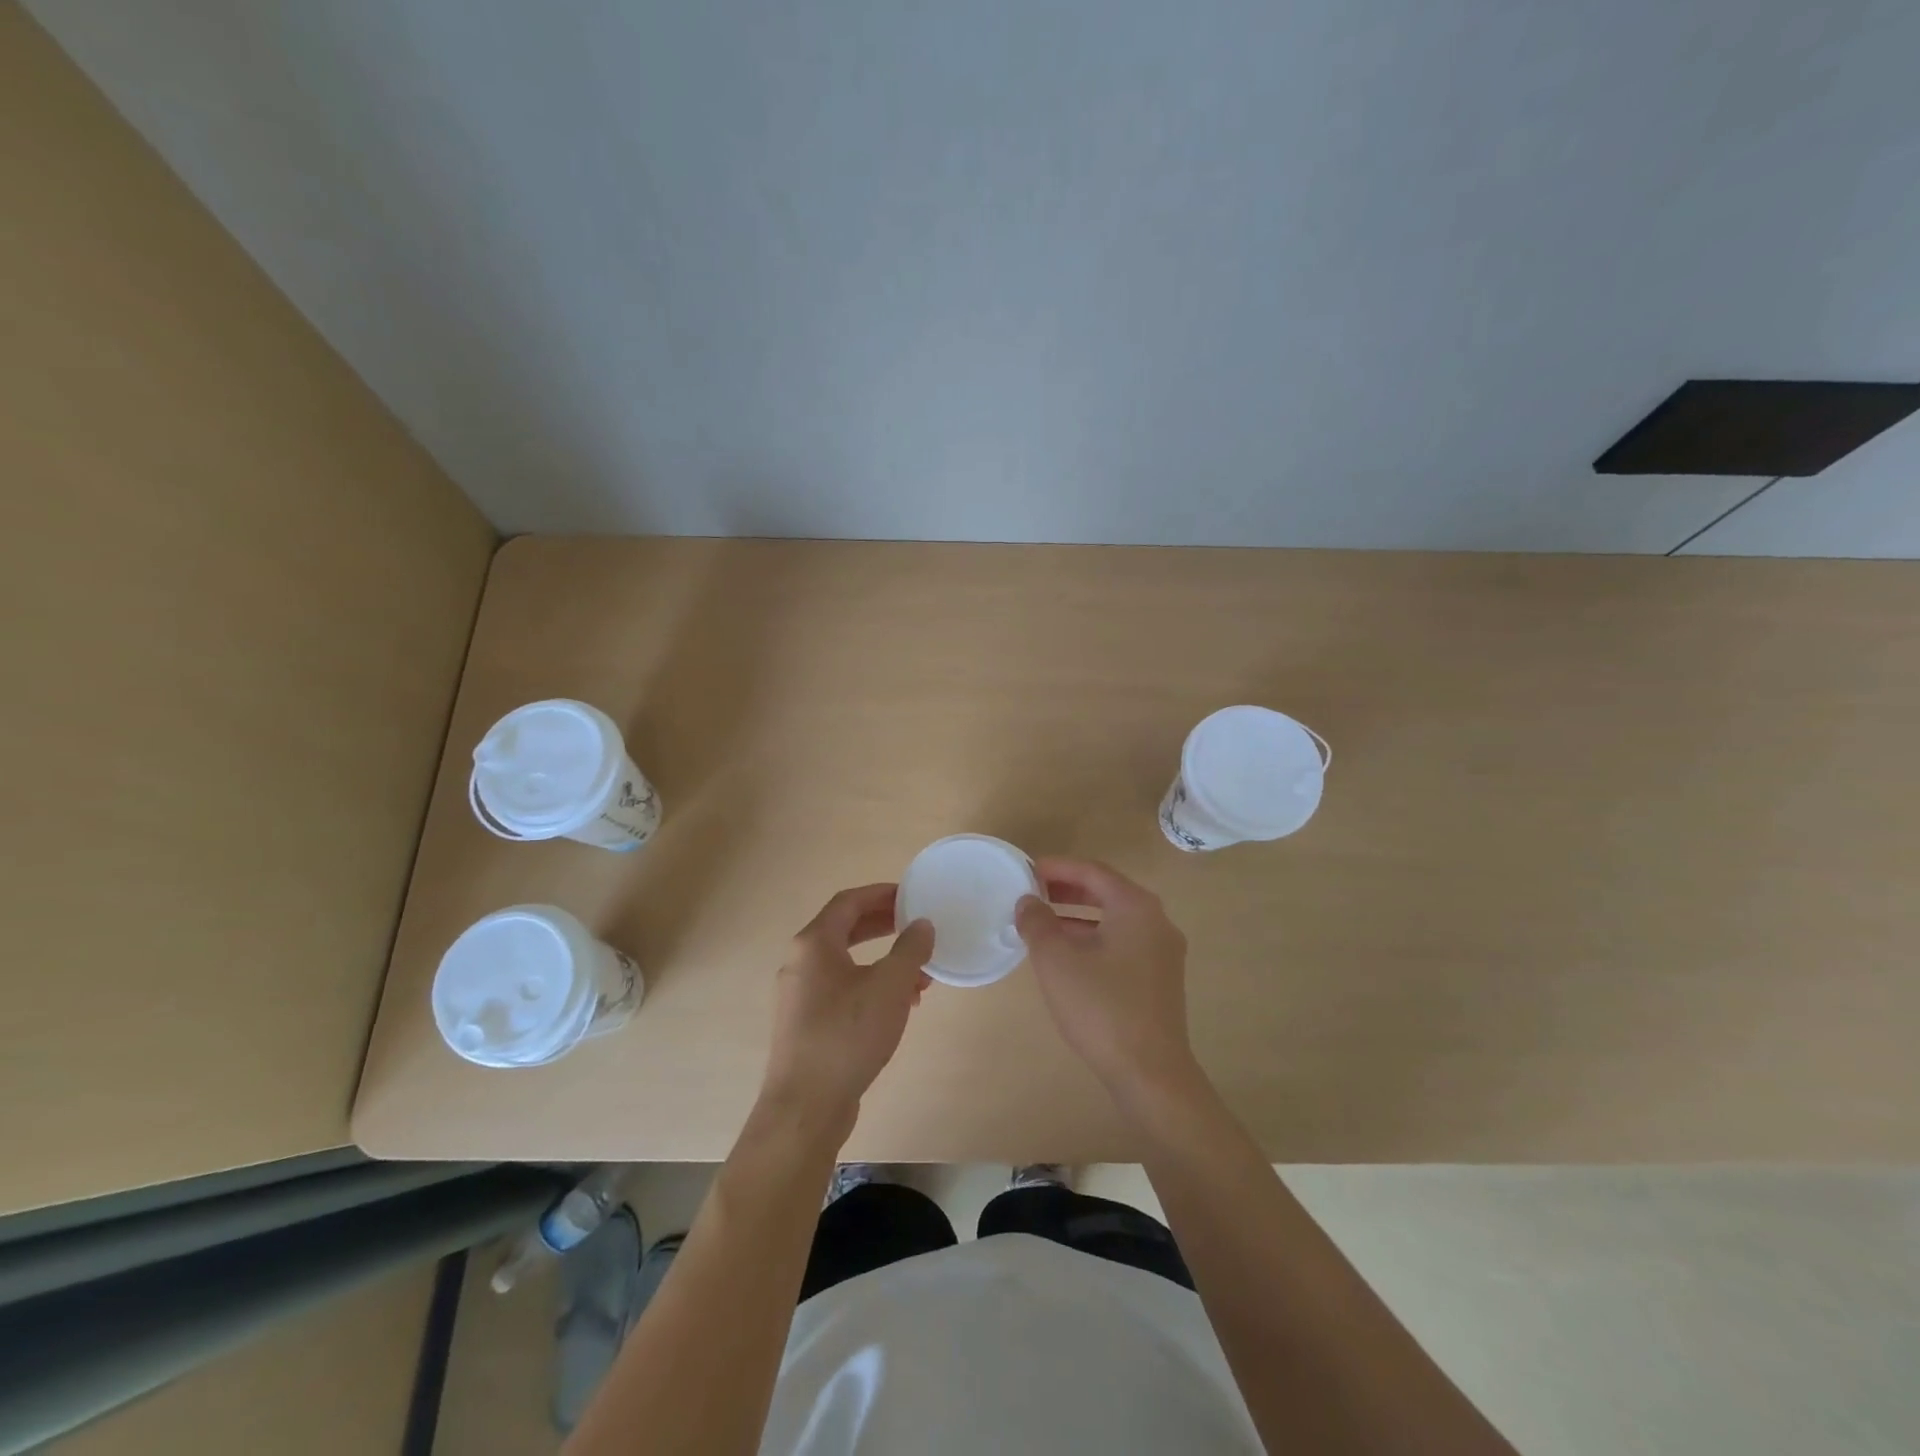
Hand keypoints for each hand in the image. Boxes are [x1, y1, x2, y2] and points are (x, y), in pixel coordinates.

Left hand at [759, 883, 934, 1133]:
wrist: (805, 1106)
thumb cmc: (847, 1034)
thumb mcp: (890, 986)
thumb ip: (910, 949)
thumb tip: (921, 925)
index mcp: (814, 943)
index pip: (848, 902)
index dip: (881, 893)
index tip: (911, 895)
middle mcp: (800, 962)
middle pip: (845, 929)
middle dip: (884, 926)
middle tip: (916, 926)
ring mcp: (800, 994)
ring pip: (847, 963)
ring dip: (884, 962)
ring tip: (918, 975)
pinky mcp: (806, 1023)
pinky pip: (842, 989)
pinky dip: (871, 987)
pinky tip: (899, 1007)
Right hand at [1016, 858, 1195, 1094]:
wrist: (1150, 1074)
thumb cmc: (1101, 1008)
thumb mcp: (1057, 961)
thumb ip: (1037, 923)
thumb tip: (1028, 901)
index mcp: (1136, 907)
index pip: (1092, 871)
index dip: (1057, 867)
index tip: (1026, 870)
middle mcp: (1156, 921)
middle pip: (1106, 892)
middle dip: (1067, 889)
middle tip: (1032, 892)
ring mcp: (1162, 951)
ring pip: (1114, 919)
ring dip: (1078, 916)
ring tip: (1042, 922)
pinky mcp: (1160, 978)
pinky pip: (1122, 942)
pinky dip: (1093, 937)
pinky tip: (1067, 955)